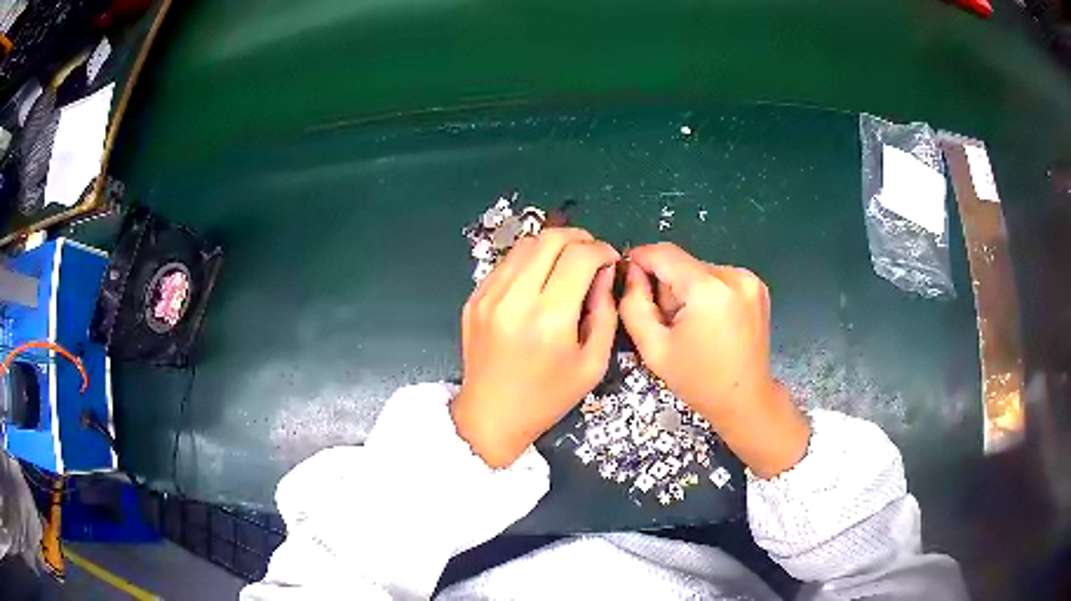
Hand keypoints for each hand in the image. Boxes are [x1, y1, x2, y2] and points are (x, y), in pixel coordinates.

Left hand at [452, 228, 619, 467]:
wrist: (492, 415)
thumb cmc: (548, 397)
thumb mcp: (593, 363)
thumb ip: (605, 312)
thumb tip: (604, 271)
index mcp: (550, 318)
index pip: (580, 256)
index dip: (602, 250)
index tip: (609, 260)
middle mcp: (515, 299)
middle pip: (550, 238)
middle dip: (579, 238)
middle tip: (591, 254)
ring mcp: (489, 296)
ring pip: (526, 244)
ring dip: (552, 246)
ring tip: (566, 264)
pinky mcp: (474, 298)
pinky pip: (506, 262)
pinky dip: (529, 261)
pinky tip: (538, 280)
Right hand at [619, 243, 808, 477]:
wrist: (746, 400)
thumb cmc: (698, 381)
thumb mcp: (653, 349)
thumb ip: (634, 305)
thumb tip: (632, 271)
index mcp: (708, 289)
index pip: (664, 253)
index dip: (640, 259)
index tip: (629, 278)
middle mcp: (733, 275)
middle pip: (683, 263)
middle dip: (667, 285)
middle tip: (667, 321)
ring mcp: (749, 279)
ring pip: (699, 271)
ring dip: (687, 290)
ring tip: (691, 326)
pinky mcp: (757, 286)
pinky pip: (718, 278)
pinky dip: (706, 294)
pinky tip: (710, 322)